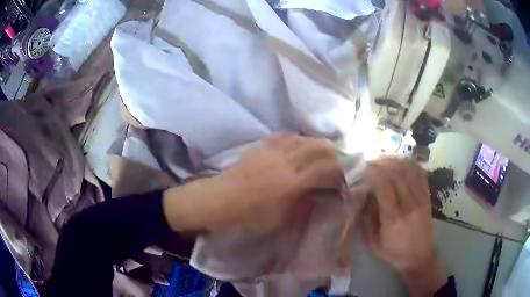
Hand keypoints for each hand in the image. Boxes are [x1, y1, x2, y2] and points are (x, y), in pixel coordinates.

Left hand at [162, 135, 342, 233]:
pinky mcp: (261, 147)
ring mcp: (272, 151)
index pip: (325, 168)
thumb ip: (301, 204)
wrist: (218, 200)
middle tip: (337, 160)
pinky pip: (284, 137)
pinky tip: (299, 145)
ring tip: (321, 151)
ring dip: (316, 143)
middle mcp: (285, 161)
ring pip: (302, 138)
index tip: (343, 175)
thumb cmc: (248, 216)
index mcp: (291, 182)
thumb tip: (317, 193)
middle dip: (333, 152)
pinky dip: (297, 139)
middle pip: (318, 147)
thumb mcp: (279, 218)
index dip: (339, 170)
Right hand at [360, 157, 446, 295]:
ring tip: (385, 158)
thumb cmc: (394, 253)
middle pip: (396, 174)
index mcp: (393, 217)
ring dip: (396, 161)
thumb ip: (367, 220)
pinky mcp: (427, 198)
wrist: (419, 257)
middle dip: (382, 163)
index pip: (383, 186)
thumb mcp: (374, 243)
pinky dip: (412, 164)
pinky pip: (421, 175)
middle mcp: (409, 204)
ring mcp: (421, 199)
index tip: (363, 169)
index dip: (373, 173)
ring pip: (409, 171)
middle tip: (371, 160)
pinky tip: (403, 162)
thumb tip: (363, 198)